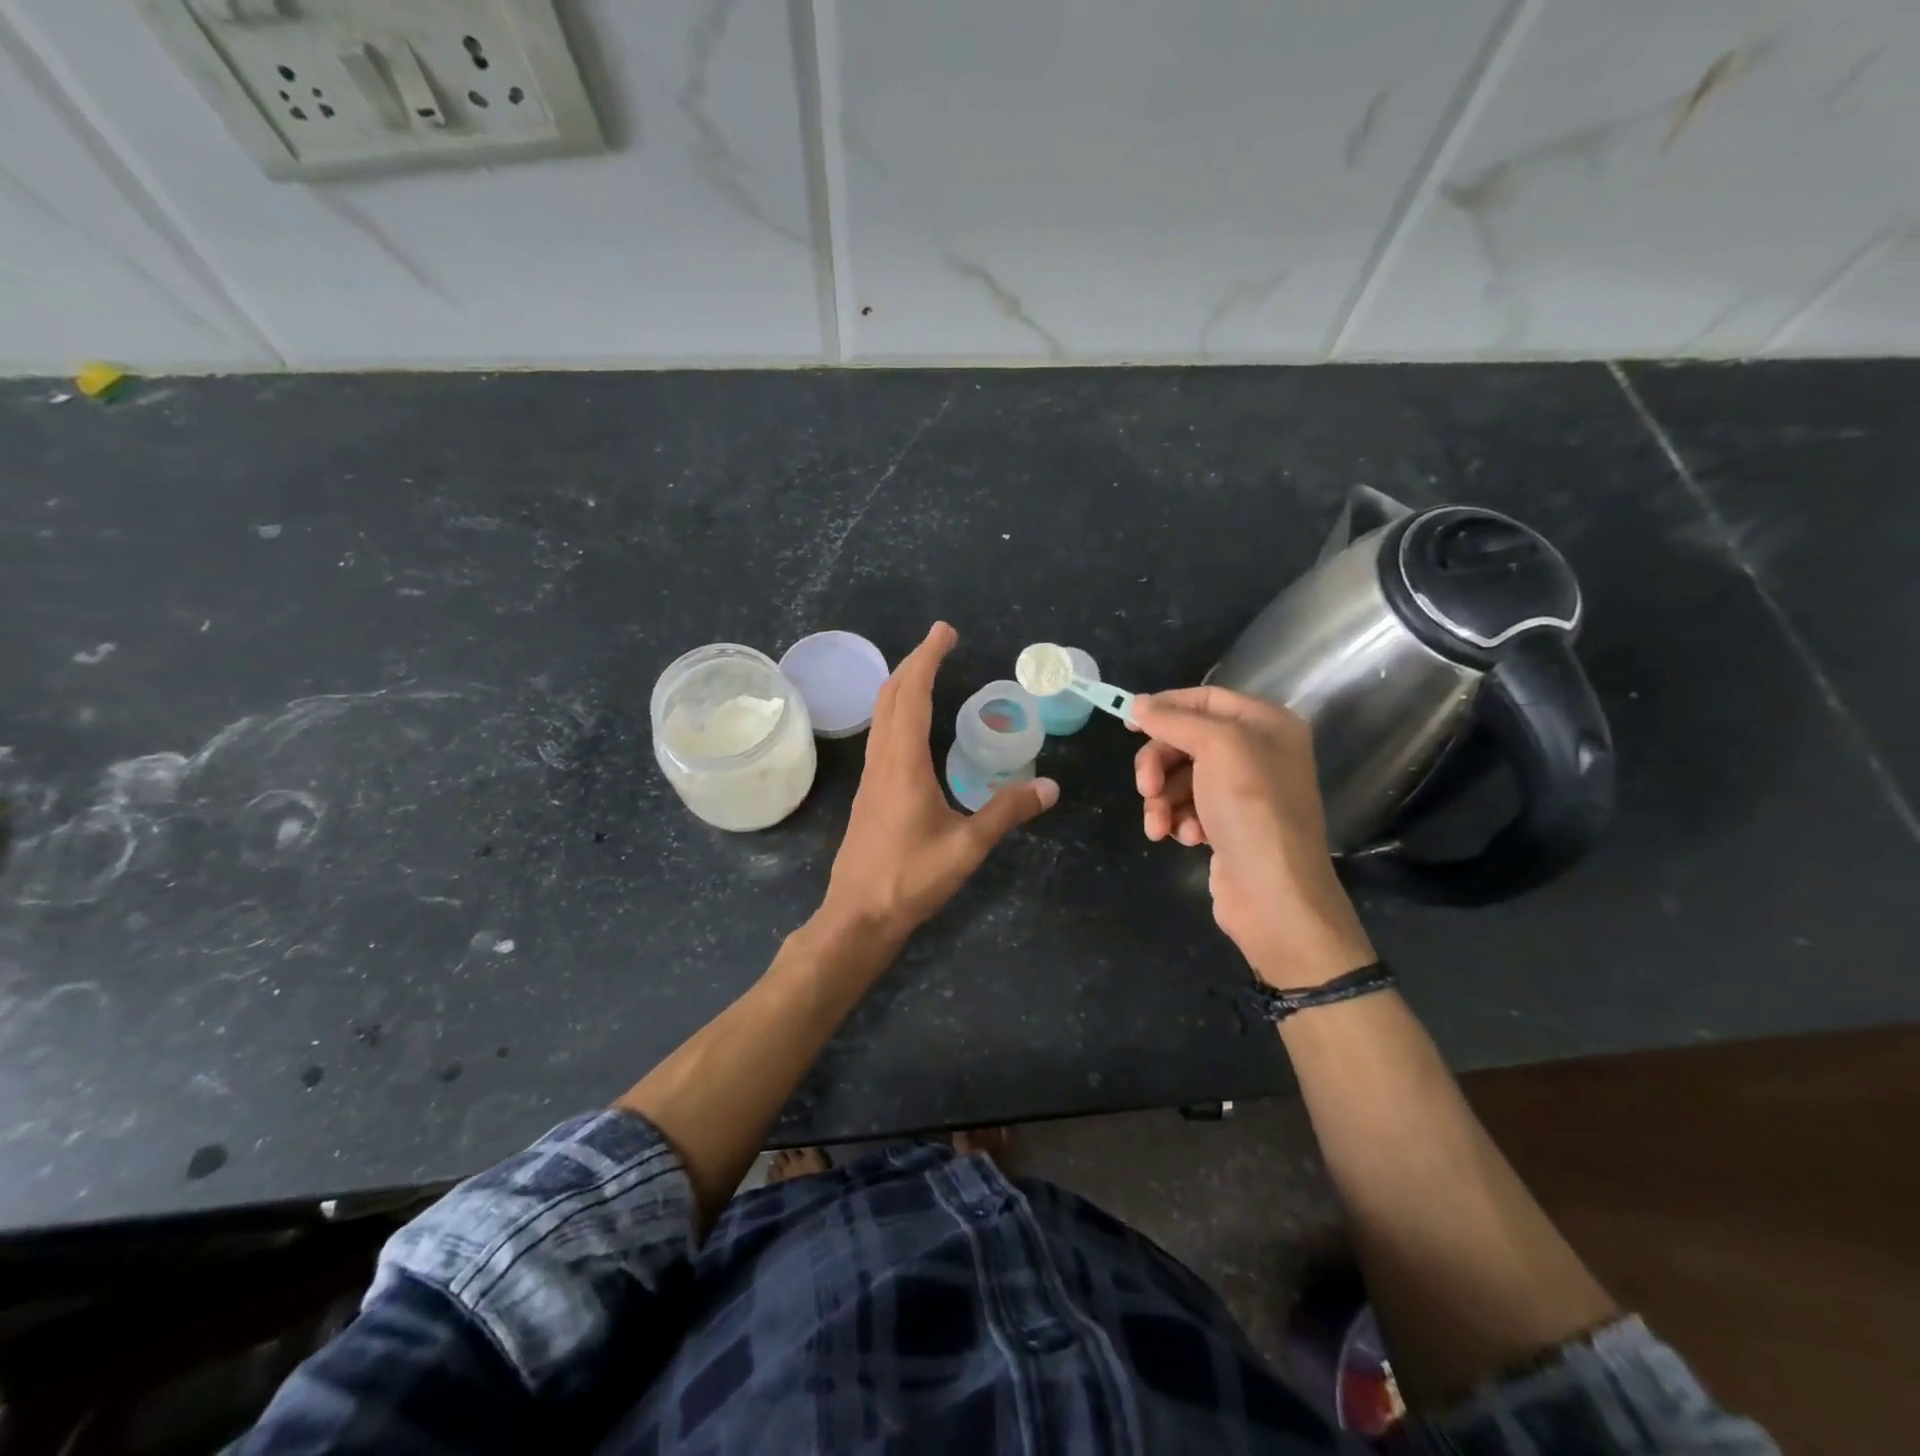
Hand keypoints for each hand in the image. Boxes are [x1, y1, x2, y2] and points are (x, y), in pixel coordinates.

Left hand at [819, 622, 1057, 945]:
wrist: (859, 915)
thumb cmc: (910, 879)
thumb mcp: (967, 846)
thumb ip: (1007, 813)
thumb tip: (1049, 787)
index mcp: (903, 763)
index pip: (913, 695)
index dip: (928, 659)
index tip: (945, 632)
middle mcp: (882, 761)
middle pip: (891, 696)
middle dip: (914, 663)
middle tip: (941, 642)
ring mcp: (871, 777)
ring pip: (882, 715)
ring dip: (903, 686)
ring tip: (929, 672)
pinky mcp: (869, 793)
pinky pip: (882, 735)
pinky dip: (899, 712)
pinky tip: (915, 726)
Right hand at [1131, 686, 1373, 987]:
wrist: (1274, 894)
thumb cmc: (1251, 809)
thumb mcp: (1216, 748)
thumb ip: (1175, 720)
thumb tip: (1138, 704)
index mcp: (1266, 724)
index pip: (1206, 698)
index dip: (1166, 707)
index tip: (1129, 722)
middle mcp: (1258, 752)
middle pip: (1187, 741)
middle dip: (1159, 764)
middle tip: (1145, 787)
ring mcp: (1243, 792)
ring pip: (1180, 778)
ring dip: (1163, 800)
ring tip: (1160, 826)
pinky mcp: (1228, 825)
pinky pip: (1188, 807)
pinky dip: (1179, 820)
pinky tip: (1184, 838)